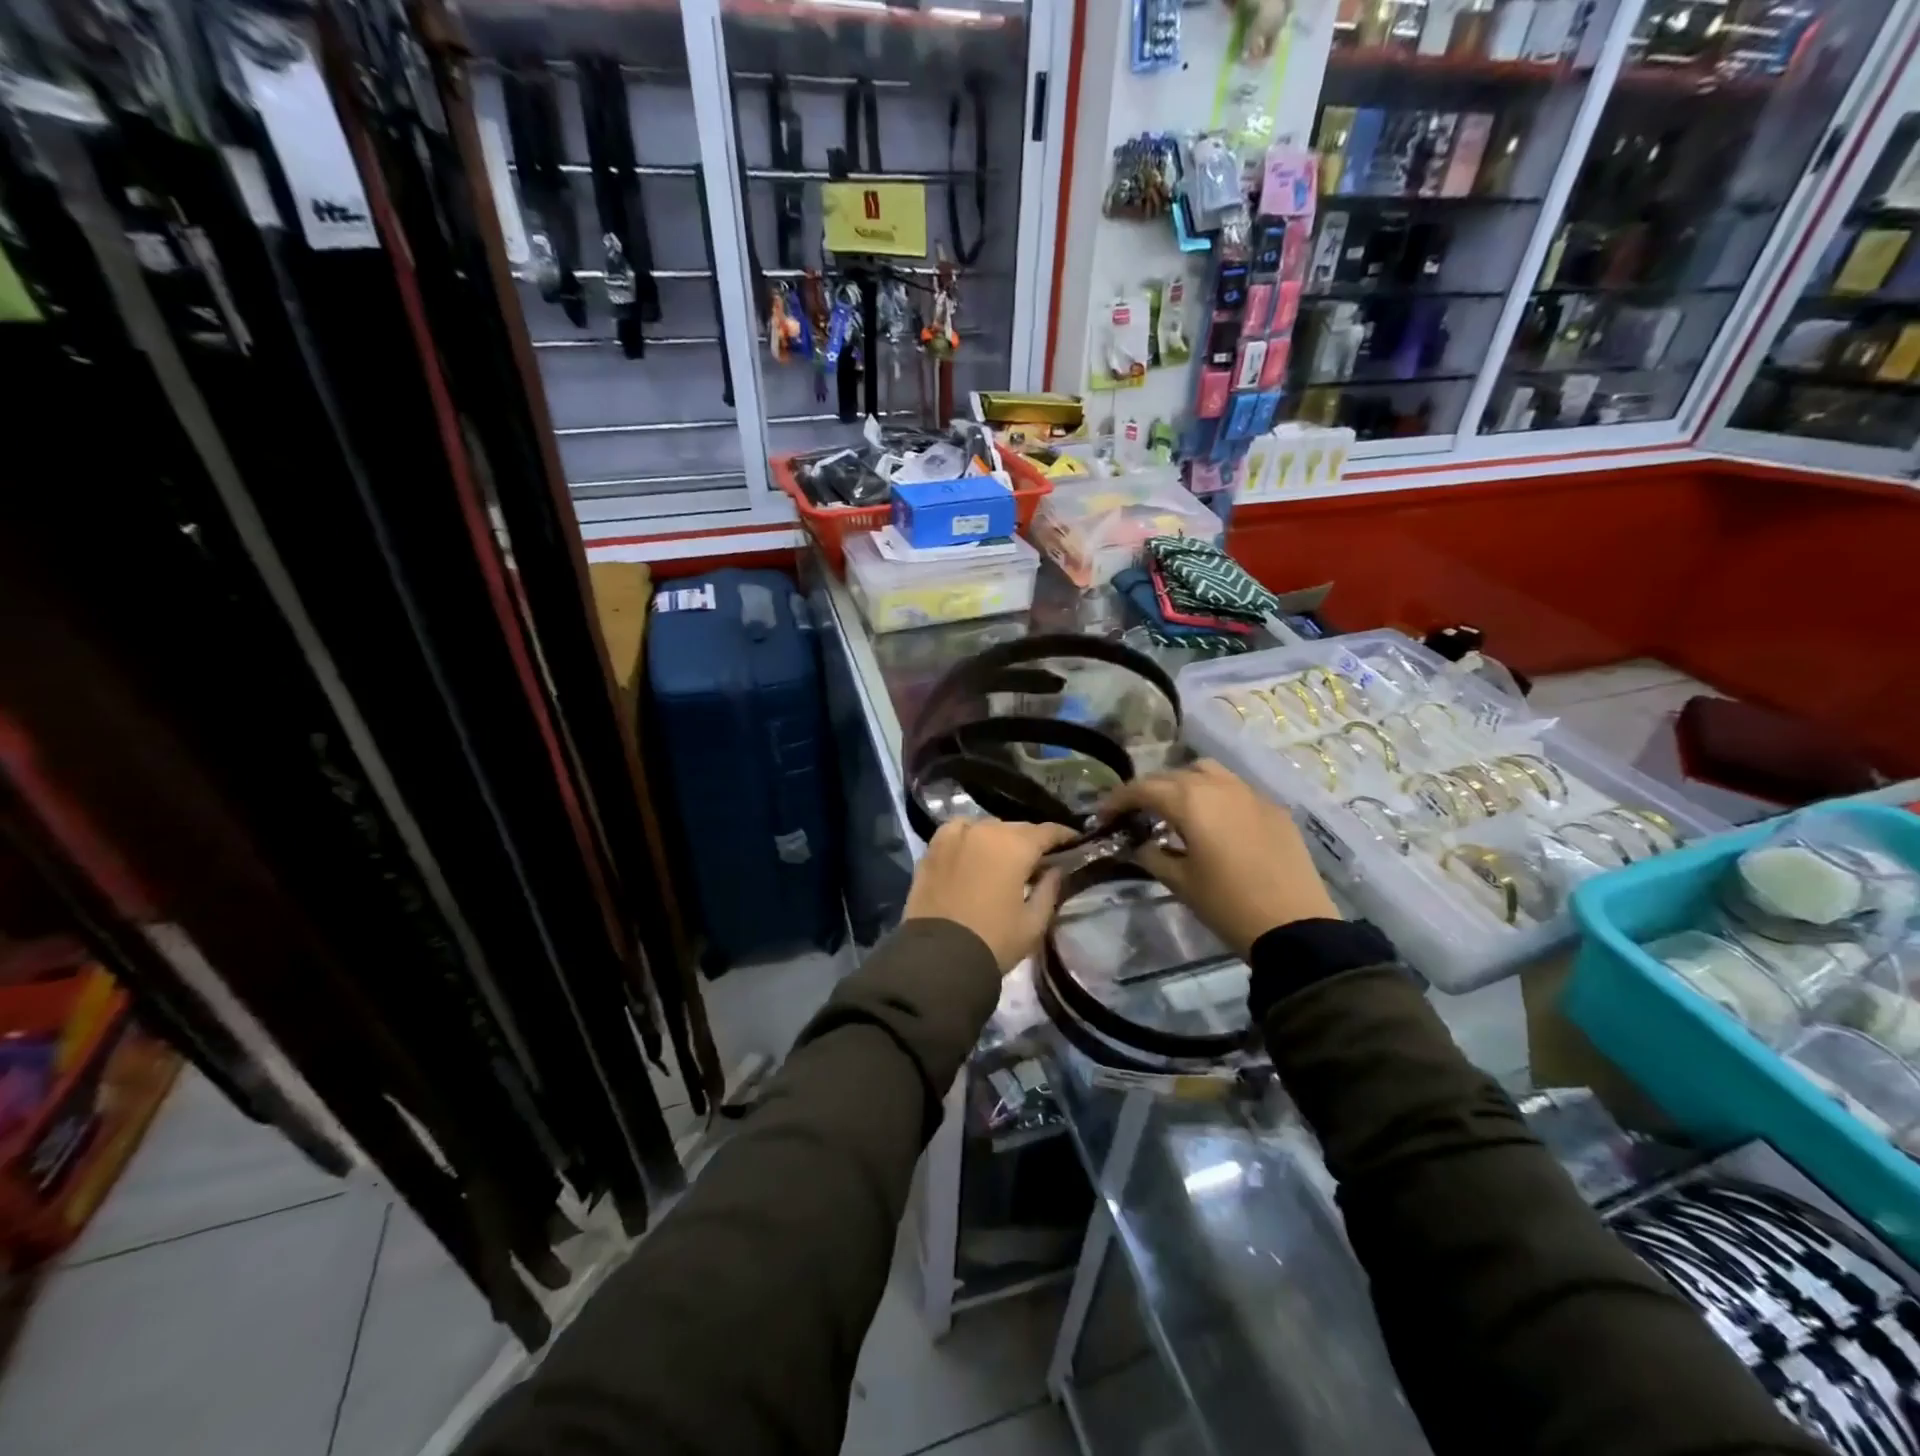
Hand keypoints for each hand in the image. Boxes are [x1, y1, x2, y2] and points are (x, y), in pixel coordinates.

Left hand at [904, 819, 1078, 972]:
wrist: (939, 957)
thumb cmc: (994, 941)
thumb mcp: (1033, 923)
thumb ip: (1049, 890)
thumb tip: (1055, 869)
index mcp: (1015, 846)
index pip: (1046, 831)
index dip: (1062, 836)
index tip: (1073, 842)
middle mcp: (985, 831)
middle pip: (1016, 828)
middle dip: (1030, 840)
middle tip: (1038, 858)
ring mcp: (955, 837)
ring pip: (986, 826)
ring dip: (999, 837)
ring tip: (1003, 856)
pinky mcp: (932, 849)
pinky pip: (956, 831)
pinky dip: (968, 835)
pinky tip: (971, 848)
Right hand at [1102, 760, 1338, 957]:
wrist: (1295, 927)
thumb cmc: (1228, 905)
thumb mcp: (1180, 882)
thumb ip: (1153, 855)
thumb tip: (1140, 845)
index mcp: (1191, 801)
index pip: (1143, 789)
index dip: (1118, 800)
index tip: (1103, 817)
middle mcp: (1219, 786)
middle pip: (1172, 775)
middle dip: (1148, 791)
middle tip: (1134, 814)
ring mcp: (1251, 794)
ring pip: (1207, 772)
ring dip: (1183, 784)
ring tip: (1174, 809)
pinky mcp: (1274, 809)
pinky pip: (1235, 789)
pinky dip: (1215, 796)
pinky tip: (1214, 822)